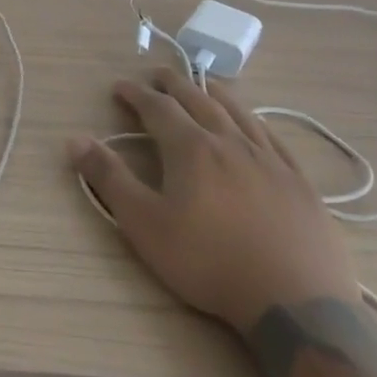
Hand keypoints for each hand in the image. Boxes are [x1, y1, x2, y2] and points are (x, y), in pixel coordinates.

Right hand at [70, 67, 359, 336]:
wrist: (296, 303)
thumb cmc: (209, 262)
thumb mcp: (145, 224)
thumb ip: (109, 179)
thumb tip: (75, 139)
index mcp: (191, 149)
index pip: (158, 108)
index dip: (136, 94)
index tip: (120, 87)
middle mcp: (230, 143)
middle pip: (199, 100)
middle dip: (174, 84)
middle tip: (158, 74)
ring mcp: (270, 161)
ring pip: (239, 113)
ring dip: (215, 94)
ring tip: (204, 84)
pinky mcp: (300, 183)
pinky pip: (273, 138)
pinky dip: (255, 121)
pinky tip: (254, 124)